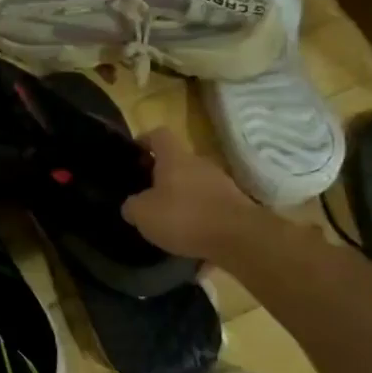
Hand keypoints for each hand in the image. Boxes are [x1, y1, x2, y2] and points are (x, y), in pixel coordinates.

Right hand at [121, 130, 258, 261]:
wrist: (239, 238)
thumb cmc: (184, 217)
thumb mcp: (143, 214)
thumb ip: (132, 206)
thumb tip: (132, 205)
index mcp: (174, 158)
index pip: (158, 135)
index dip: (144, 140)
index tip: (134, 154)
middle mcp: (199, 163)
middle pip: (177, 161)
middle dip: (162, 176)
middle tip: (148, 195)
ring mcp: (221, 183)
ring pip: (194, 184)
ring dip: (182, 197)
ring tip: (169, 221)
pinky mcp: (235, 204)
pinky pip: (209, 205)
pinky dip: (199, 216)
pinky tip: (191, 237)